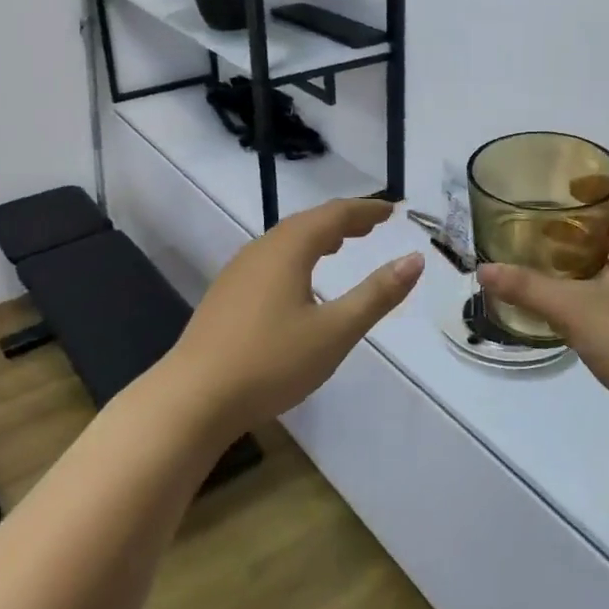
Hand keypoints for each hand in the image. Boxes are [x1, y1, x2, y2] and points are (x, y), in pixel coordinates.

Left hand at [159, 198, 423, 441]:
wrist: (193, 398)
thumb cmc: (271, 362)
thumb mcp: (335, 332)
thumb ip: (377, 294)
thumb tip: (415, 259)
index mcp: (289, 250)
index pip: (334, 215)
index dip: (366, 210)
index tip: (392, 210)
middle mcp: (261, 250)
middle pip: (308, 222)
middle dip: (343, 220)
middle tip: (373, 224)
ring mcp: (238, 271)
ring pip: (286, 241)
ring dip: (318, 236)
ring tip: (341, 244)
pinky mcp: (226, 294)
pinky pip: (271, 259)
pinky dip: (297, 255)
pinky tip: (299, 280)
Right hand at [477, 184, 608, 431]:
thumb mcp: (574, 309)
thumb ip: (527, 287)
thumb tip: (482, 270)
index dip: (601, 185)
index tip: (563, 188)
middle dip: (585, 225)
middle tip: (543, 226)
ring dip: (591, 259)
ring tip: (548, 261)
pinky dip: (600, 290)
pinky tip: (570, 304)